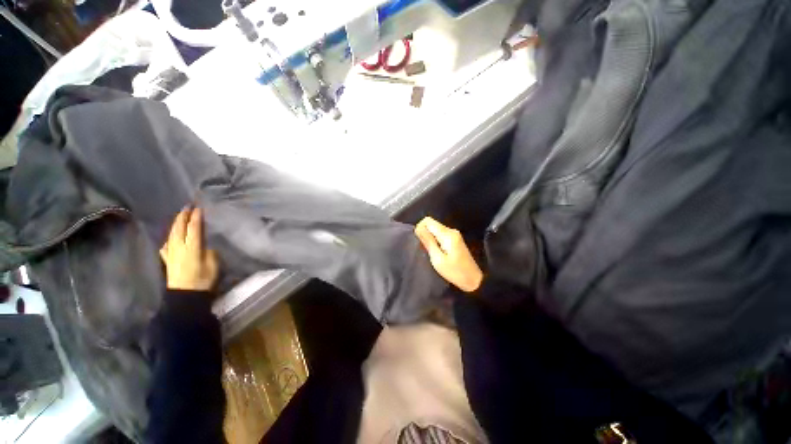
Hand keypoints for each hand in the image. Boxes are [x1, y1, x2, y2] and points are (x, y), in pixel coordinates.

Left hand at [160, 208, 218, 290]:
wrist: (185, 296)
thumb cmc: (203, 279)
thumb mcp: (214, 264)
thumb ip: (210, 252)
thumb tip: (206, 247)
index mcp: (192, 247)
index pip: (194, 228)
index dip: (196, 217)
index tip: (199, 208)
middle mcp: (179, 247)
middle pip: (179, 228)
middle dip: (183, 216)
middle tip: (187, 207)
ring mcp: (171, 253)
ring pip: (171, 234)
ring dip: (176, 224)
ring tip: (179, 217)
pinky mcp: (168, 260)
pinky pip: (167, 245)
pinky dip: (169, 238)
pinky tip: (169, 239)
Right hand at [415, 217, 482, 292]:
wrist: (474, 280)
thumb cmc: (455, 272)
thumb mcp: (438, 259)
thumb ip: (428, 242)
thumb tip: (418, 228)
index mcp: (447, 234)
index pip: (428, 221)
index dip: (420, 228)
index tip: (419, 241)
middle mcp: (451, 230)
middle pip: (432, 224)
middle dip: (424, 234)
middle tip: (424, 249)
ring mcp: (454, 234)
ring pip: (435, 229)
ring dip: (429, 238)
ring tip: (429, 252)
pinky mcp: (454, 239)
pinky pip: (440, 235)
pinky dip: (434, 240)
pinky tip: (435, 252)